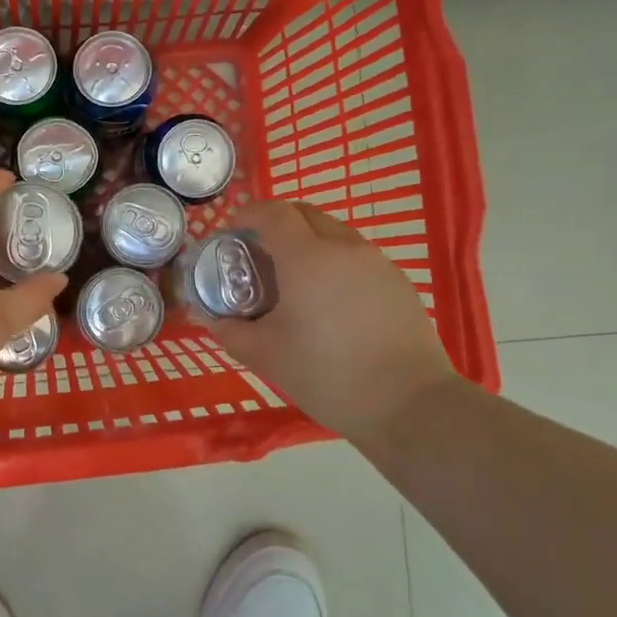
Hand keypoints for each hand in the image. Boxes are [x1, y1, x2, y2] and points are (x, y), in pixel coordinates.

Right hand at [197, 200, 458, 443]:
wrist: (409, 404)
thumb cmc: (327, 375)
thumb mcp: (266, 356)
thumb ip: (230, 330)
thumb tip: (208, 317)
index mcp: (306, 257)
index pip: (272, 212)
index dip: (248, 214)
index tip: (232, 233)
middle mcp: (343, 247)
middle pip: (304, 213)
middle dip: (276, 223)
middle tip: (258, 254)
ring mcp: (376, 261)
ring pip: (334, 232)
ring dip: (307, 241)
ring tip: (293, 280)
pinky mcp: (397, 281)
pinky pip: (356, 255)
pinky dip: (333, 261)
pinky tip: (329, 301)